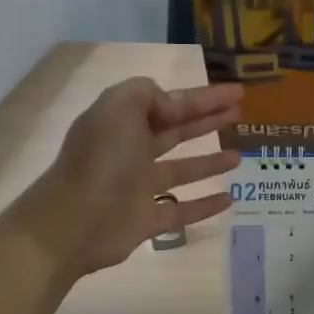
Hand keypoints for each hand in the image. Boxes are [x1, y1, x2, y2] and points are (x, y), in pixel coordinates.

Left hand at [13, 78, 242, 277]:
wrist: (73, 222)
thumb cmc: (101, 159)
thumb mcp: (119, 107)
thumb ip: (147, 94)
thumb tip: (171, 107)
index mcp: (123, 121)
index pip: (171, 103)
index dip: (204, 97)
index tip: (237, 92)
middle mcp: (131, 151)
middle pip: (177, 131)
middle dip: (208, 120)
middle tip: (241, 114)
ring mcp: (139, 187)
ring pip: (182, 170)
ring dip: (210, 161)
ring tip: (239, 156)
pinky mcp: (146, 220)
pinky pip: (182, 211)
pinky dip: (205, 205)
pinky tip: (229, 199)